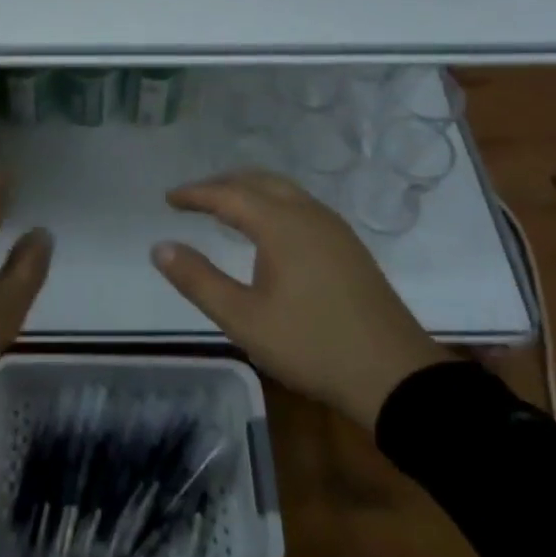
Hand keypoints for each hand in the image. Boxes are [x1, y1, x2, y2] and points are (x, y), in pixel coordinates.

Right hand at [154, 170, 446, 426]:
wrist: (395, 376)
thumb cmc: (312, 345)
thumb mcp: (244, 319)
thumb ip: (198, 280)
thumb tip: (160, 247)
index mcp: (281, 224)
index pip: (228, 194)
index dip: (195, 194)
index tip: (169, 198)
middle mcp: (308, 213)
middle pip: (257, 181)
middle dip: (221, 184)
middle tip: (192, 199)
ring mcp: (333, 227)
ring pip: (282, 189)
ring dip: (248, 191)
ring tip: (223, 208)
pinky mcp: (348, 245)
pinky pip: (299, 204)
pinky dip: (271, 202)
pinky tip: (266, 230)